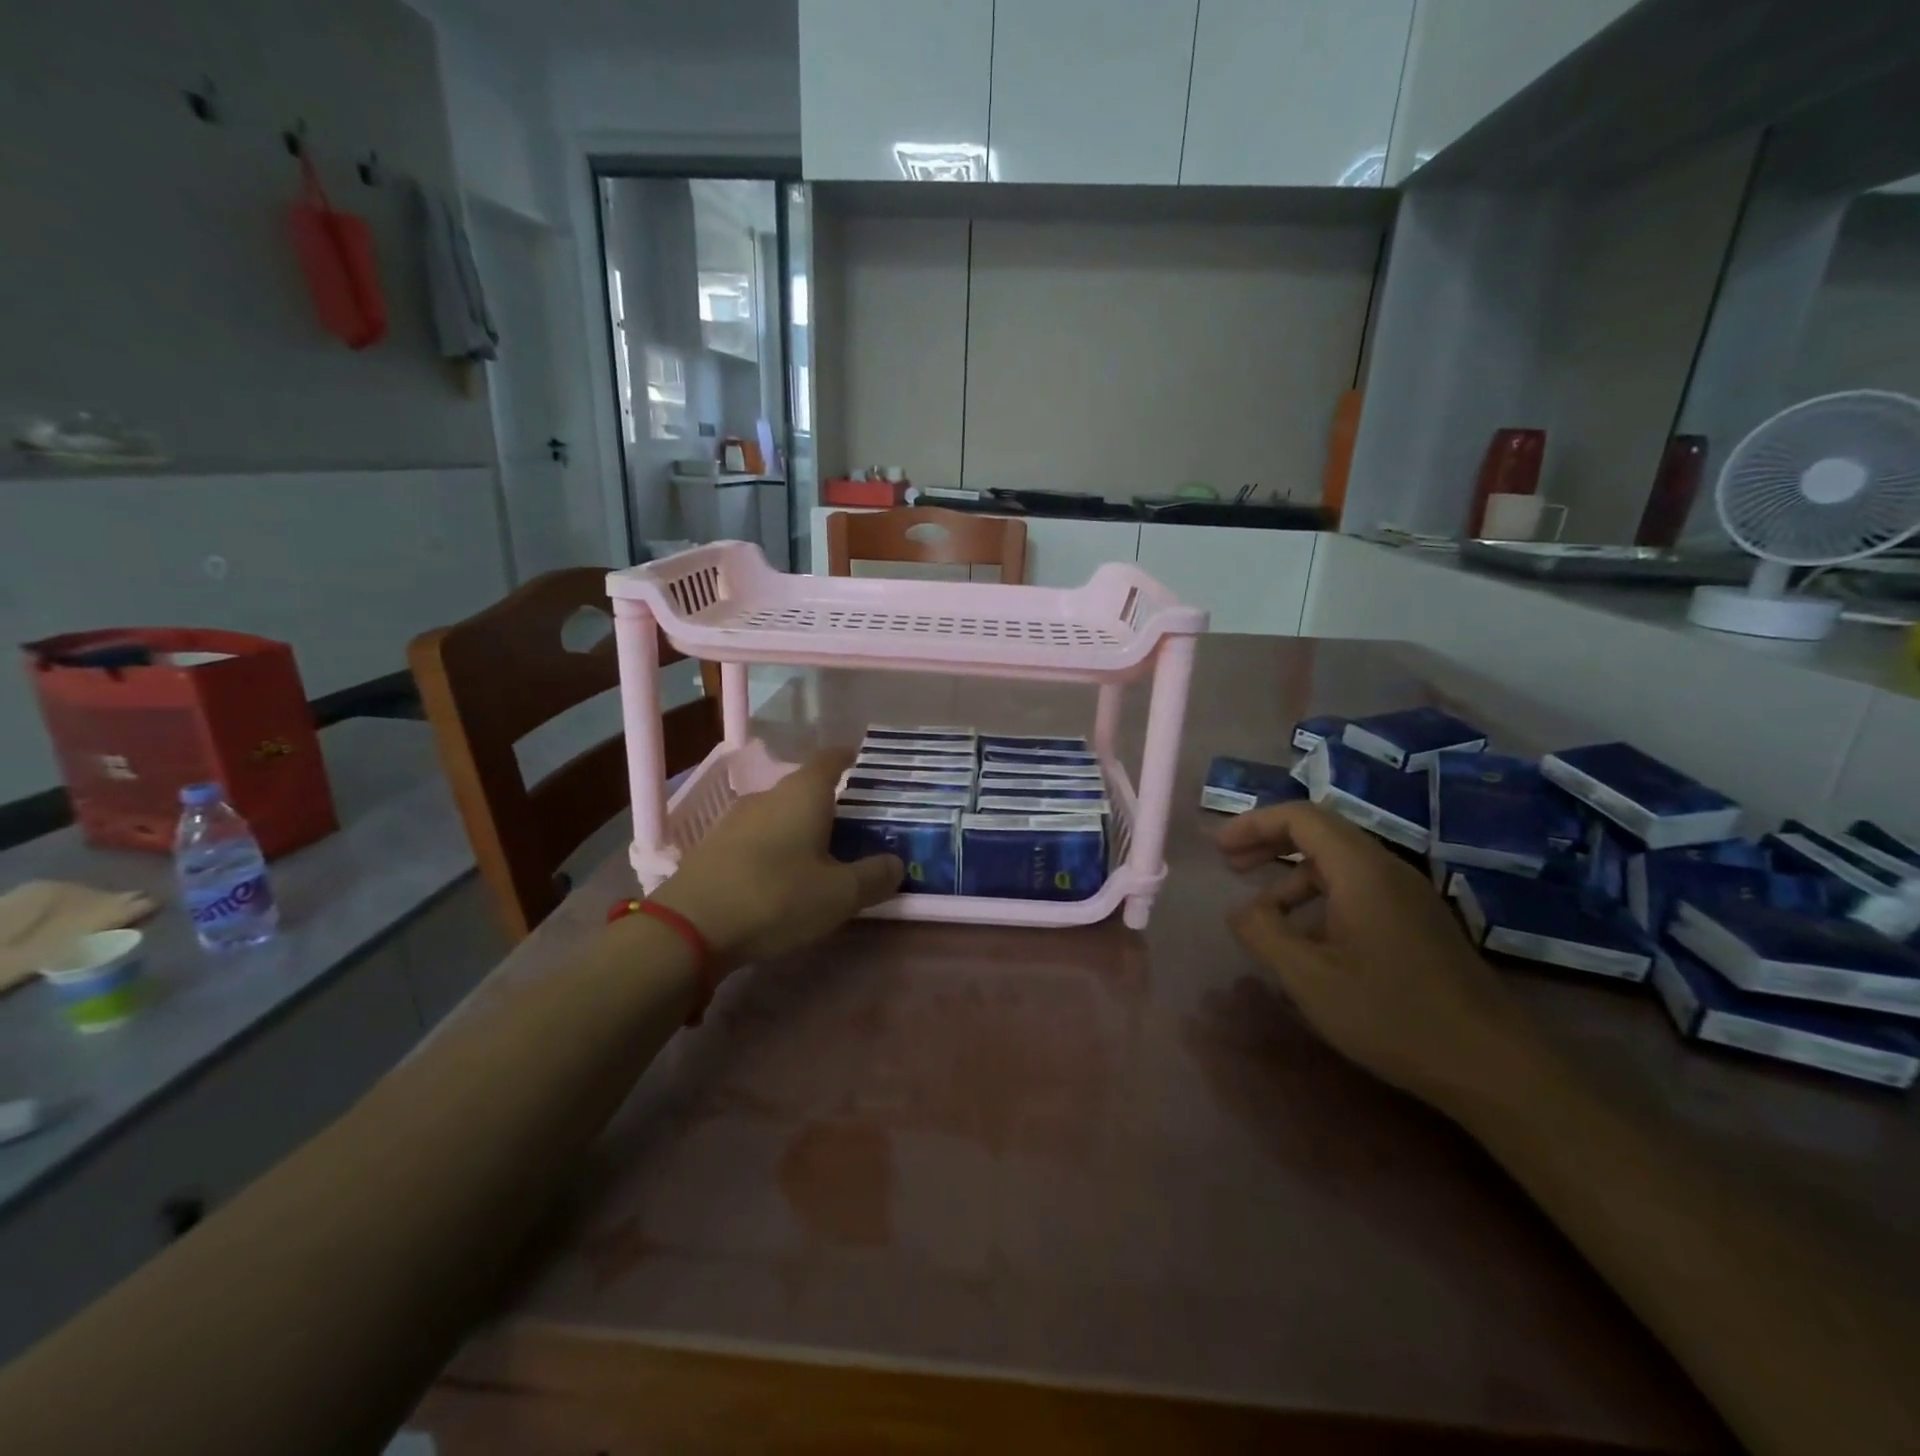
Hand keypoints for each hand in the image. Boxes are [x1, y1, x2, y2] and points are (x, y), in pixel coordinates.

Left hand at [649, 749, 901, 964]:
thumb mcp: (839, 895)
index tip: (869, 769)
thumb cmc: (777, 898)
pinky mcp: (714, 847)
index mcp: (803, 793)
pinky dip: (777, 848)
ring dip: (802, 828)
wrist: (689, 928)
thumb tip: (896, 863)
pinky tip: (783, 877)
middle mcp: (768, 795)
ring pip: (781, 814)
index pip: (832, 758)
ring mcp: (736, 820)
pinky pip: (758, 837)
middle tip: (858, 829)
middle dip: (832, 804)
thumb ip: (874, 876)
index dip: (852, 759)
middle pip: (807, 788)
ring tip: (823, 856)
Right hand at [1217, 802, 1541, 1109]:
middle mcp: (1388, 870)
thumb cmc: (1391, 1014)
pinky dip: (1321, 897)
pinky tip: (1309, 939)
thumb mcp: (1308, 976)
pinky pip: (1360, 890)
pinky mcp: (1420, 923)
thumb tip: (1240, 911)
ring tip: (1264, 913)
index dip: (1254, 824)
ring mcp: (1410, 897)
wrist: (1493, 1066)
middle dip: (1270, 843)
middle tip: (1232, 866)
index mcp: (1361, 870)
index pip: (1301, 817)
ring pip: (1340, 864)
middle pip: (1321, 833)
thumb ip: (1262, 933)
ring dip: (1293, 876)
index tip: (1220, 848)